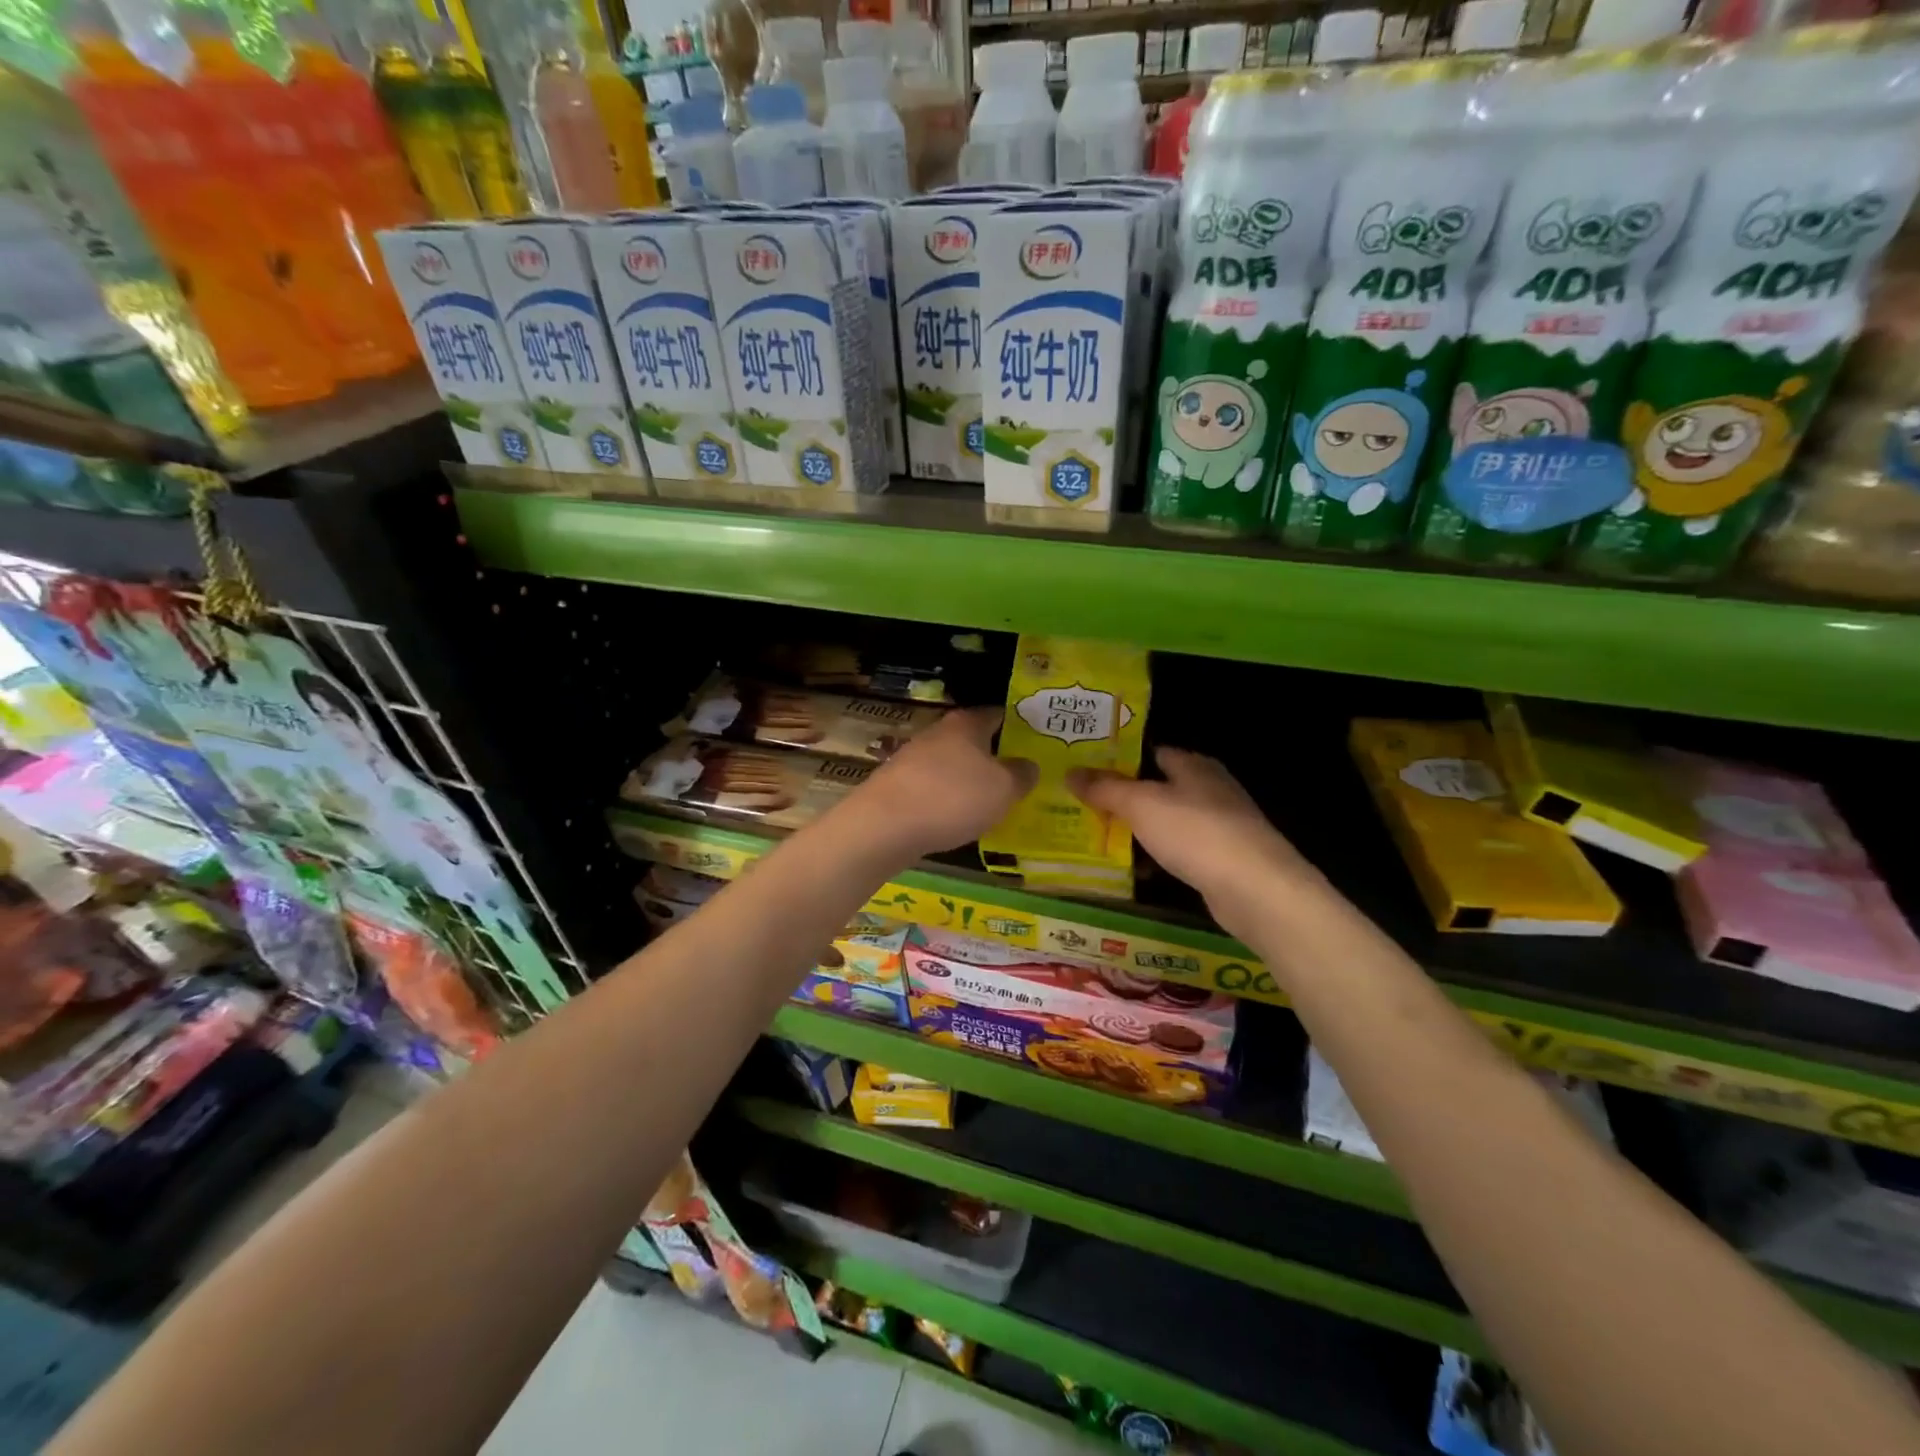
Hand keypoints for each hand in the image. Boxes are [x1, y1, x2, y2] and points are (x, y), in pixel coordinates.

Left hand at [847, 707, 1035, 859]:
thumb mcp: (1004, 788)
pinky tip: (956, 818)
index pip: (997, 713)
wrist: (884, 825)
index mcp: (966, 724)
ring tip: (990, 802)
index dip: (1017, 724)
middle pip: (972, 739)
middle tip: (1018, 775)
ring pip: (951, 764)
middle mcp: (938, 733)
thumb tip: (1029, 765)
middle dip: (992, 755)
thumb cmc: (953, 797)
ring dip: (968, 779)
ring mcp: (912, 758)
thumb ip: (1022, 774)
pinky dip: (946, 799)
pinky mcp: (897, 785)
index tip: (1035, 740)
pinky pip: (932, 788)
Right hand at [1068, 747, 1322, 943]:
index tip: (1085, 770)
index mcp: (1194, 765)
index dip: (1119, 759)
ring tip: (1099, 838)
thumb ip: (1105, 787)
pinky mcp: (1222, 859)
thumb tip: (1070, 771)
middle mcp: (1210, 788)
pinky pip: (1180, 851)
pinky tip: (1136, 870)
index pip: (1151, 751)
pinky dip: (1158, 857)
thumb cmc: (1195, 833)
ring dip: (1140, 830)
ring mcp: (1220, 825)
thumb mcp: (1140, 804)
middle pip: (1158, 787)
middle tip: (1083, 805)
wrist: (1256, 889)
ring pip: (1168, 821)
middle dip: (1124, 797)